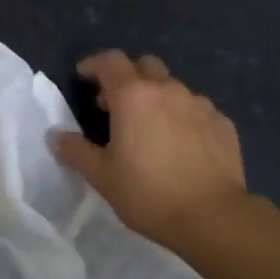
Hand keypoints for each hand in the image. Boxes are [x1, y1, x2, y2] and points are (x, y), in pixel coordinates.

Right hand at [52, 51, 247, 250]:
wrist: (212, 217)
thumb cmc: (148, 193)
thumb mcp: (102, 176)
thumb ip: (76, 151)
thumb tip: (56, 136)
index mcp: (133, 96)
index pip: (111, 61)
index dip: (94, 64)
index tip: (84, 76)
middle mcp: (168, 90)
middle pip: (145, 66)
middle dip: (128, 77)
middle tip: (116, 103)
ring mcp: (200, 104)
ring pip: (173, 88)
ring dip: (157, 98)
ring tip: (151, 128)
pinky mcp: (223, 123)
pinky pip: (197, 110)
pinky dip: (184, 118)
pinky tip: (182, 144)